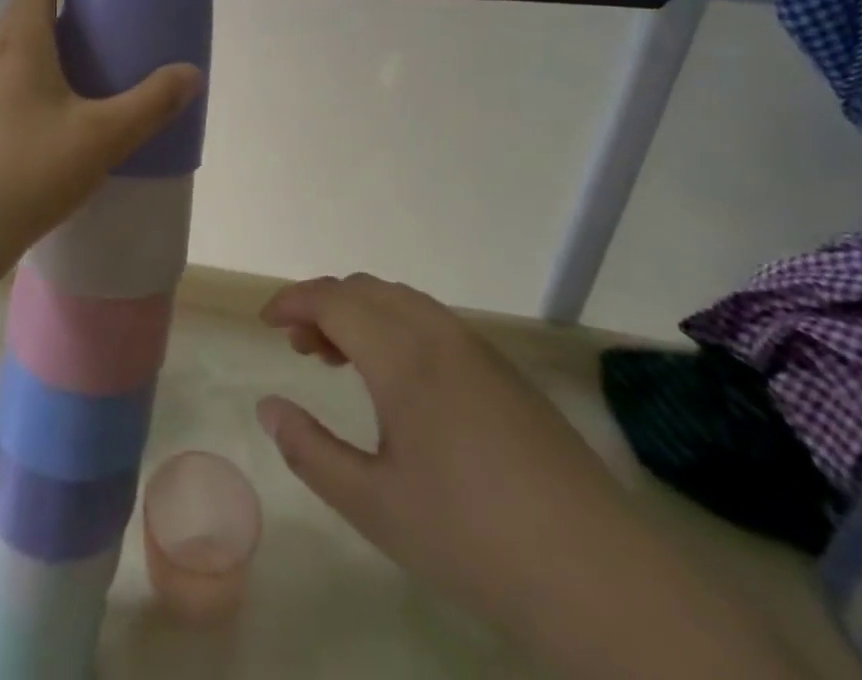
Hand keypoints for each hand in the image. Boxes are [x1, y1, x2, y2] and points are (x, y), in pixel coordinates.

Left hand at [0, 0, 201, 291]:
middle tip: (82, 59)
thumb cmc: (27, 175)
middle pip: (13, 19)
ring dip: (18, 63)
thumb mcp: (103, 140)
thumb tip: (191, 73)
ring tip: (49, 105)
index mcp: (17, 41)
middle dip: (47, 27)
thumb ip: (152, 103)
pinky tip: (10, 145)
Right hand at [255, 275, 631, 620]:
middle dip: (323, 305)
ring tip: (341, 359)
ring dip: (361, 313)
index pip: (333, 298)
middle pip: (365, 289)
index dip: (293, 300)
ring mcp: (476, 346)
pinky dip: (396, 326)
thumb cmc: (471, 537)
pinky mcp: (503, 368)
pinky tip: (399, 379)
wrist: (595, 572)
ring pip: (401, 300)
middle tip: (300, 348)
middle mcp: (437, 333)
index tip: (265, 322)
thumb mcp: (374, 506)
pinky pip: (432, 320)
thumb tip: (268, 407)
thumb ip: (311, 451)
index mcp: (402, 355)